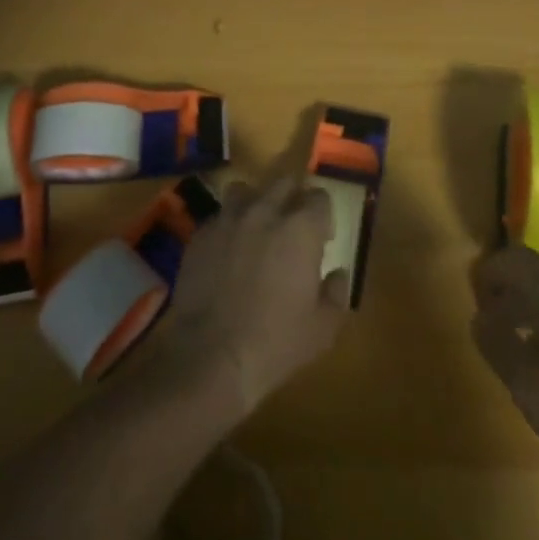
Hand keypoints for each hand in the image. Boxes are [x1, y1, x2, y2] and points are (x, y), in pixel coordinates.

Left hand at [162, 165, 350, 413]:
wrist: (209, 356)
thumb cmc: (274, 343)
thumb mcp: (322, 329)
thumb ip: (336, 294)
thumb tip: (337, 274)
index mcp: (301, 228)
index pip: (319, 197)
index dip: (323, 215)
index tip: (322, 238)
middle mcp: (266, 211)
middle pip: (284, 183)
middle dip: (292, 198)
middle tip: (291, 227)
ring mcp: (229, 218)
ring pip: (246, 190)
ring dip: (255, 203)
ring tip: (255, 230)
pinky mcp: (201, 233)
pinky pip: (219, 216)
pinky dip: (227, 227)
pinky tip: (226, 252)